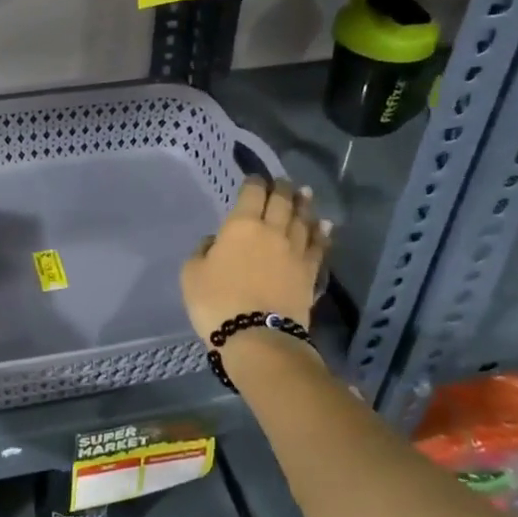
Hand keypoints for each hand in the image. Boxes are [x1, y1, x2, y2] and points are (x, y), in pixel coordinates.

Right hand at [182, 177, 329, 342]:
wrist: (257, 338)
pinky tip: (325, 226)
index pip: (252, 193)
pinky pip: (319, 247)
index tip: (254, 178)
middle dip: (282, 188)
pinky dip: (322, 234)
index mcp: (241, 225)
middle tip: (284, 181)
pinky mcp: (310, 273)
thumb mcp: (192, 274)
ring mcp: (295, 252)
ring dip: (304, 205)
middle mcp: (272, 231)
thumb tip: (215, 242)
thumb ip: (203, 251)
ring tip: (306, 195)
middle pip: (282, 202)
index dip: (254, 182)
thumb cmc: (217, 303)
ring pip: (303, 221)